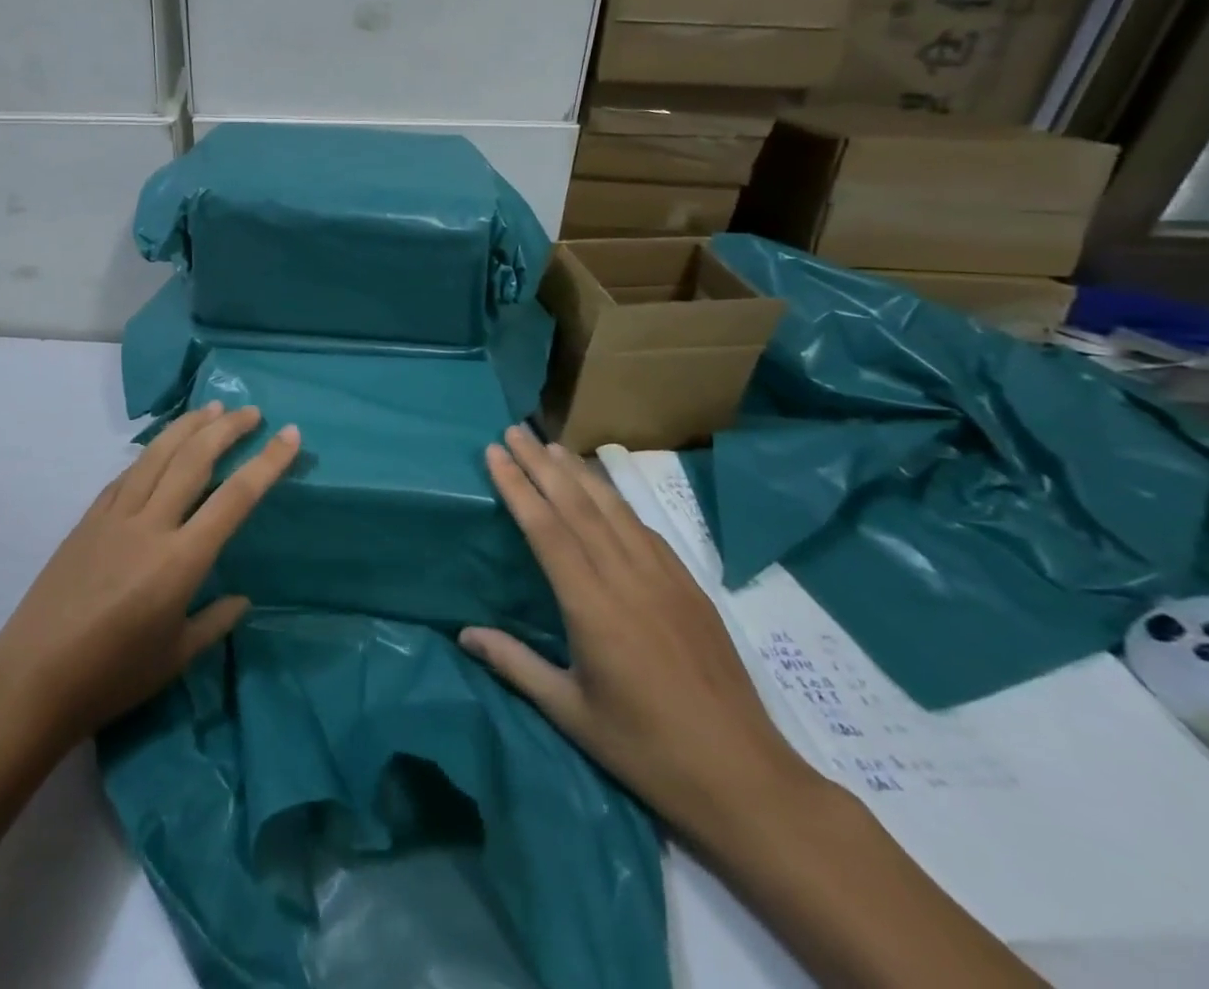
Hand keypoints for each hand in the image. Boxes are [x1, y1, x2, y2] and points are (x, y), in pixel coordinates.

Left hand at [0, 402, 299, 745]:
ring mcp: (114, 516)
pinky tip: (160, 448)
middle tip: (251, 411)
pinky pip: (126, 474)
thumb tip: (242, 599)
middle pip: (194, 459)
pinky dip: (150, 453)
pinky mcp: (88, 519)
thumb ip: (214, 622)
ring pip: (157, 455)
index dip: (267, 462)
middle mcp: (150, 525)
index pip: (235, 498)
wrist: (32, 680)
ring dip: (188, 426)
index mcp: (180, 561)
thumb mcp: (175, 658)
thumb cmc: (112, 677)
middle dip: (227, 429)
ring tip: (212, 408)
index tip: (290, 434)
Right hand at [461, 427, 822, 843]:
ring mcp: (664, 578)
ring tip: (552, 445)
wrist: (744, 778)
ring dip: (579, 472)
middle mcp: (628, 580)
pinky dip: (617, 500)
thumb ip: (515, 665)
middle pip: (578, 505)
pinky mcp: (690, 587)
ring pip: (614, 509)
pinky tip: (603, 491)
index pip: (546, 530)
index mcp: (593, 609)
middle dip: (542, 464)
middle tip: (513, 431)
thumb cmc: (646, 750)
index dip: (518, 486)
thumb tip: (463, 633)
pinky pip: (645, 529)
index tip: (494, 453)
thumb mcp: (571, 713)